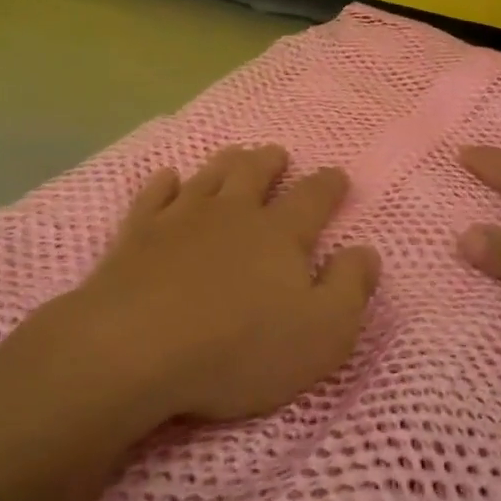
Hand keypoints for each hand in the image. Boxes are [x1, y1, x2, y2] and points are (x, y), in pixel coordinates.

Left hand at [61, 145, 379, 424]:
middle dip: (270, 161)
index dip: (329, 184)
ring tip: (235, 154)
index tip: (337, 175)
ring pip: (209, 176)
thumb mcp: (321, 333)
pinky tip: (168, 178)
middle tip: (277, 153)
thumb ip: (350, 288)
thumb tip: (365, 251)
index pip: (313, 198)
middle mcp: (232, 213)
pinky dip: (164, 183)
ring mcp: (181, 217)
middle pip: (255, 173)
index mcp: (280, 234)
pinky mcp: (138, 233)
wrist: (135, 347)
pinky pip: (154, 195)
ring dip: (226, 163)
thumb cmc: (239, 347)